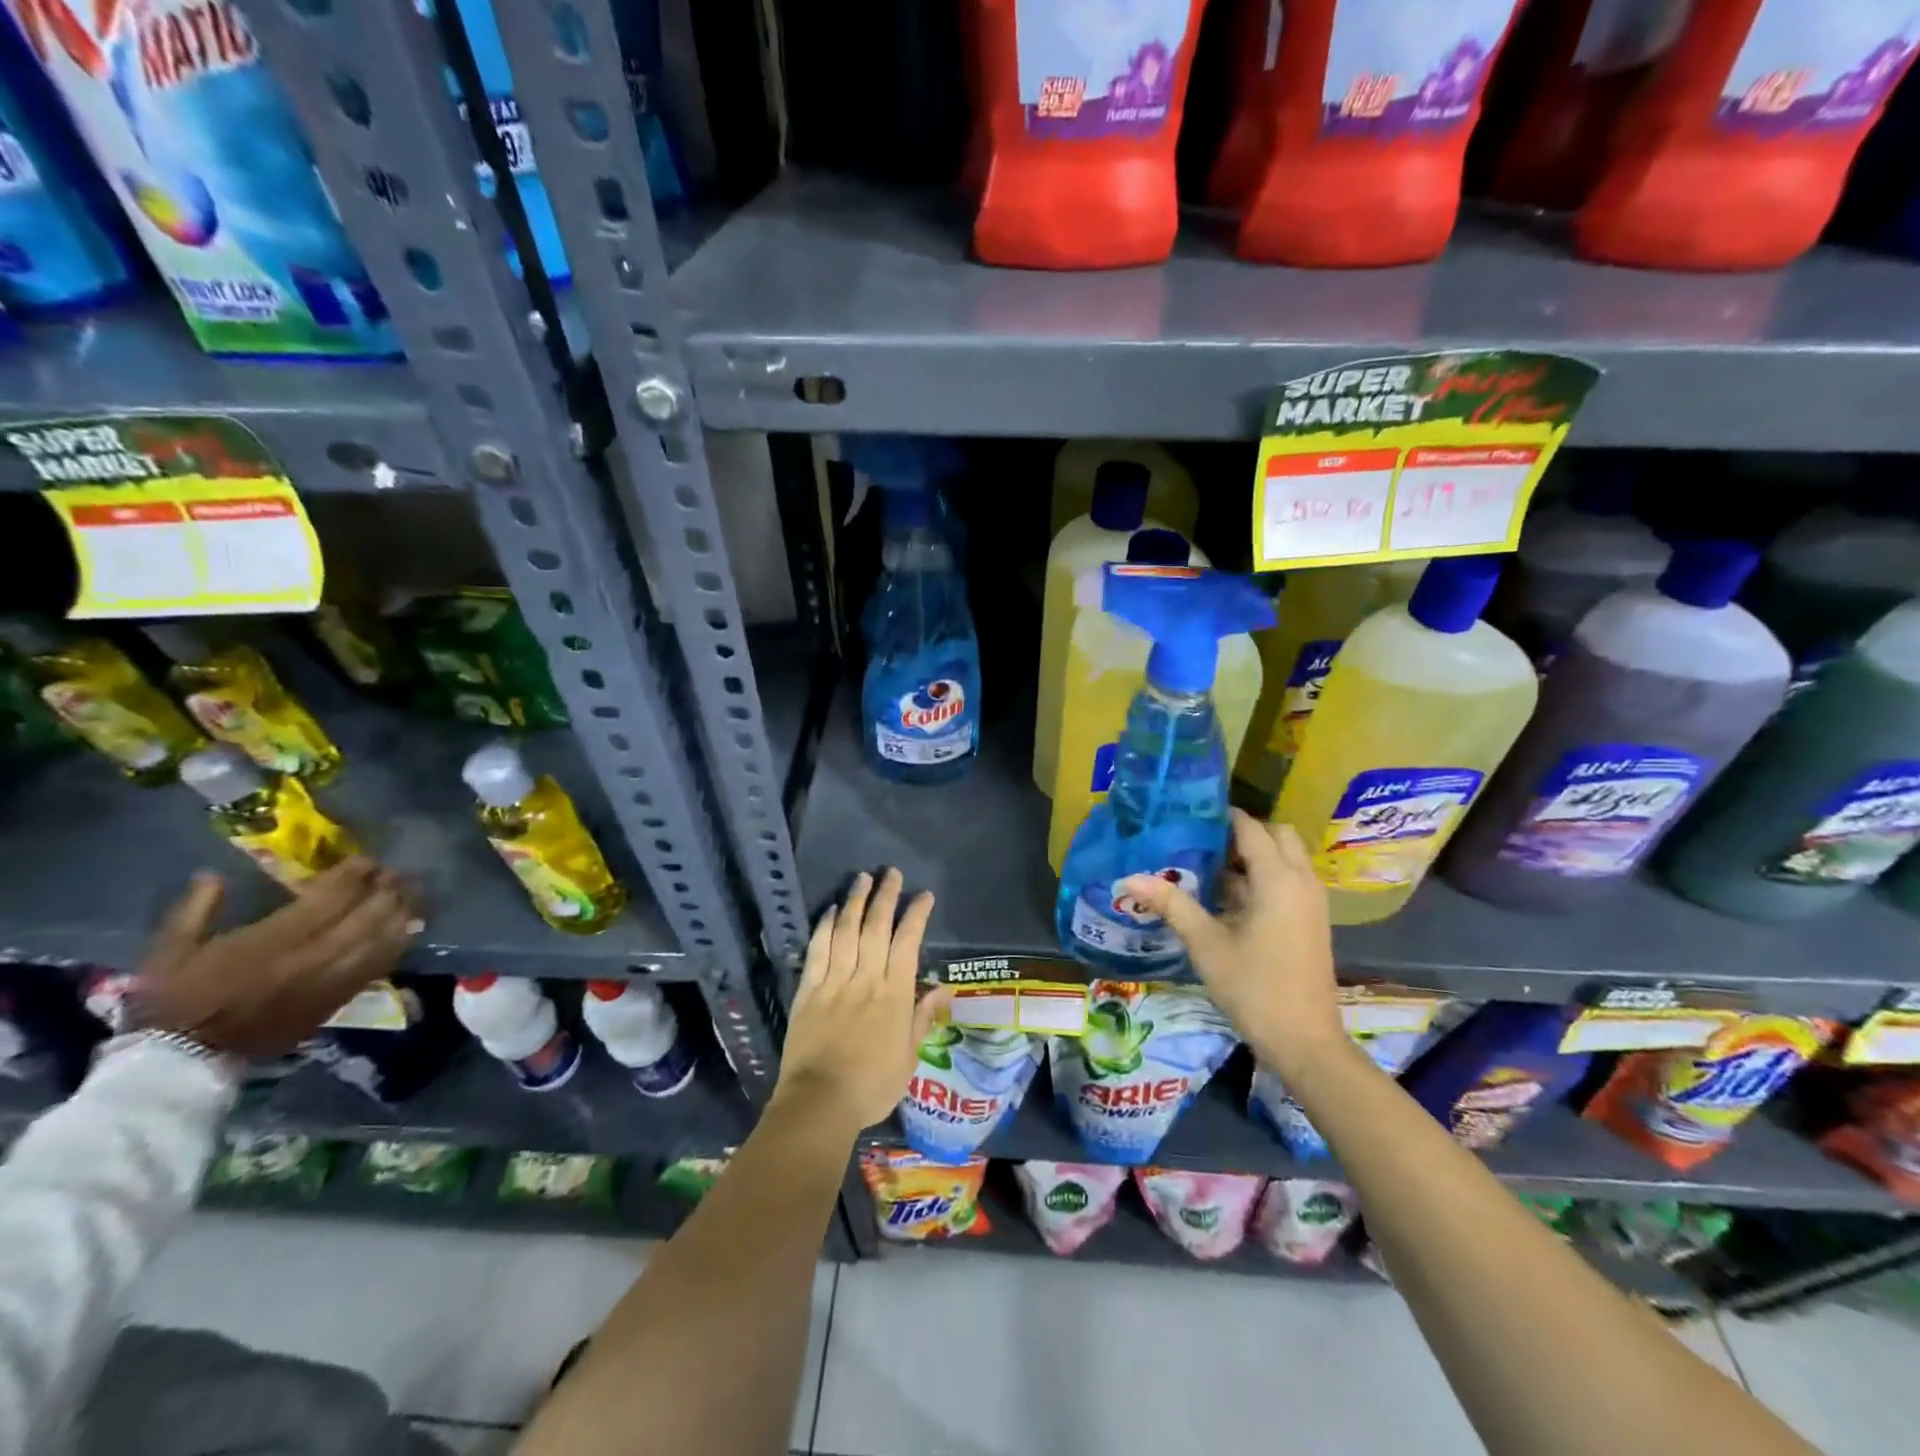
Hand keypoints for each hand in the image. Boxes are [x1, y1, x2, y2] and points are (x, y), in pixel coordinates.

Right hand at [133, 858, 418, 1057]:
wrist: (183, 1064)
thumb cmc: (172, 1004)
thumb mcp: (168, 953)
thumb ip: (195, 910)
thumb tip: (211, 875)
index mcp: (269, 942)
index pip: (329, 899)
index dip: (354, 876)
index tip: (366, 860)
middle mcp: (309, 958)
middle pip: (366, 916)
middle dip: (386, 890)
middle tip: (396, 873)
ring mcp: (329, 981)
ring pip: (381, 940)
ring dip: (400, 913)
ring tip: (411, 894)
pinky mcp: (336, 1002)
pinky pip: (378, 967)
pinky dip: (397, 944)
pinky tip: (408, 929)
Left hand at [774, 868, 948, 1137]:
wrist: (820, 1102)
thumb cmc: (872, 1085)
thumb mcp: (909, 1057)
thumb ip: (924, 1018)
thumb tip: (945, 989)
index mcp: (895, 994)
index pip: (908, 943)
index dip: (916, 915)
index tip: (923, 896)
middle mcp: (866, 979)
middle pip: (876, 927)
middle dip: (885, 896)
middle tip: (891, 873)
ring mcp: (835, 981)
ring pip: (846, 931)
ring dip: (855, 902)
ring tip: (862, 878)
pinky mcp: (808, 990)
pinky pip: (817, 951)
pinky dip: (824, 928)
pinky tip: (829, 911)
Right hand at [1121, 809, 1341, 1069]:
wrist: (1305, 1042)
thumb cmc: (1254, 987)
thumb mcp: (1206, 944)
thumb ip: (1172, 904)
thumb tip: (1129, 877)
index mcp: (1278, 879)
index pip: (1251, 828)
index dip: (1222, 816)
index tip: (1188, 813)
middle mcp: (1301, 881)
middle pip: (1277, 835)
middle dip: (1242, 832)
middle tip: (1201, 841)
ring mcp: (1310, 902)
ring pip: (1285, 859)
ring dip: (1253, 856)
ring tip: (1207, 866)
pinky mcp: (1310, 921)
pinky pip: (1288, 881)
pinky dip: (1262, 877)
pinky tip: (1227, 898)